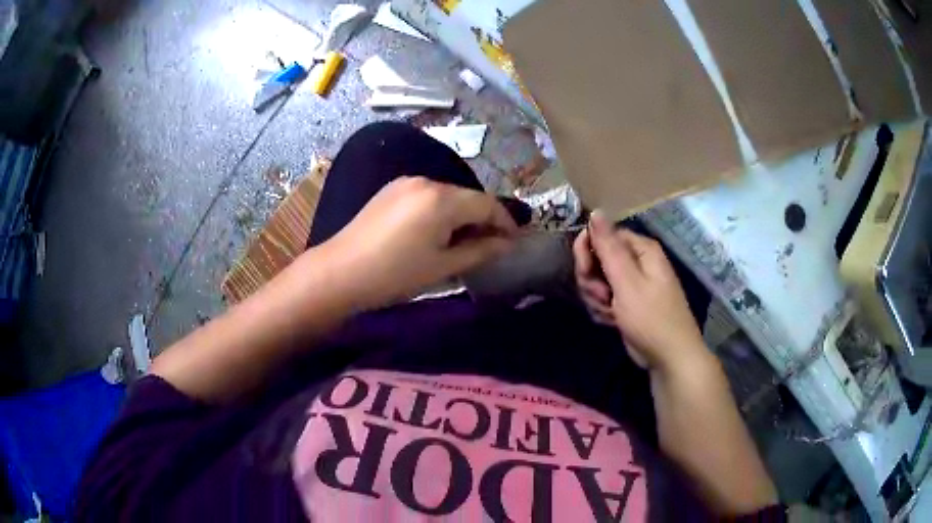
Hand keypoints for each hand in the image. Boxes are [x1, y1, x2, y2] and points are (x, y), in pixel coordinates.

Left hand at [322, 177, 517, 307]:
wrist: (339, 272)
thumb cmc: (394, 274)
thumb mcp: (443, 266)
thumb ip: (480, 250)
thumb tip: (508, 243)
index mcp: (442, 199)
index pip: (487, 203)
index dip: (505, 222)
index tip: (514, 241)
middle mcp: (426, 181)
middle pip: (467, 196)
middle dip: (483, 218)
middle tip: (492, 244)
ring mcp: (405, 182)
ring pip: (447, 195)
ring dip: (462, 214)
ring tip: (465, 240)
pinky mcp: (391, 190)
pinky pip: (427, 195)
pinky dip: (441, 211)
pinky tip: (437, 231)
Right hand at [573, 210, 709, 372]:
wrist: (668, 357)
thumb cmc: (651, 317)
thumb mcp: (627, 281)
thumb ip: (608, 247)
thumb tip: (596, 211)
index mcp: (641, 249)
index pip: (603, 236)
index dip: (588, 251)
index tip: (584, 272)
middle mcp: (637, 261)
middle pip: (598, 258)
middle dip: (593, 280)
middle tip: (602, 298)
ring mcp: (632, 283)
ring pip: (598, 280)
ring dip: (597, 298)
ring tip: (610, 313)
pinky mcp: (627, 302)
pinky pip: (604, 297)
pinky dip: (603, 309)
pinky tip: (611, 321)